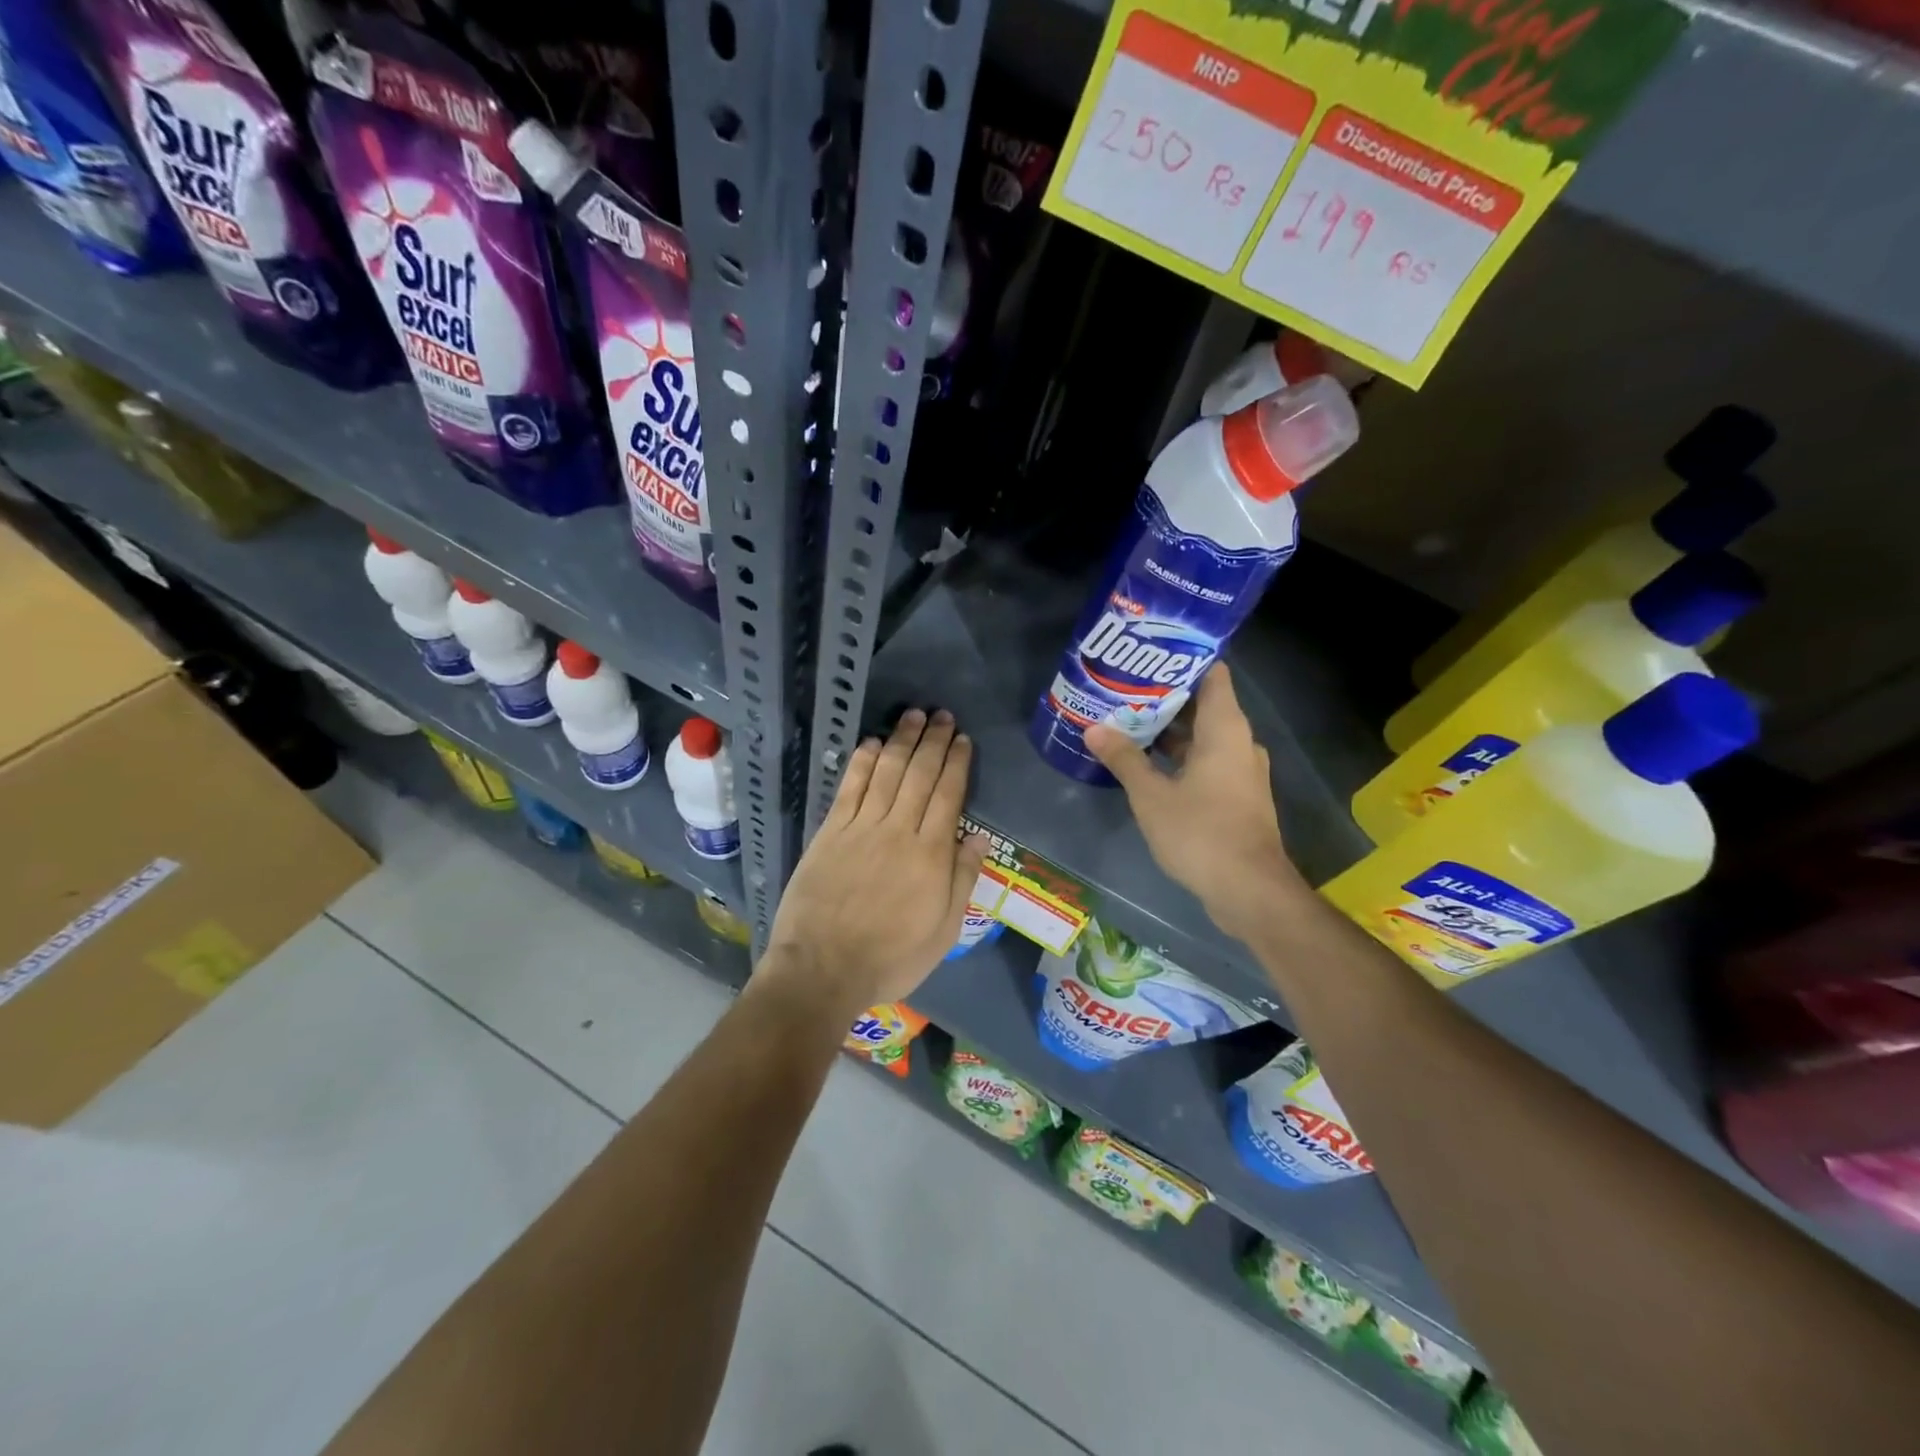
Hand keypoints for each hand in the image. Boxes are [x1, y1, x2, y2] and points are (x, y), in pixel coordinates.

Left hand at [764, 709, 988, 1017]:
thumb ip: (962, 880)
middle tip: (943, 715)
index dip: (956, 763)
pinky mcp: (830, 832)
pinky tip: (871, 743)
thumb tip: (979, 837)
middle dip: (933, 741)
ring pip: (886, 772)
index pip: (948, 795)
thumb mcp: (943, 932)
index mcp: (931, 854)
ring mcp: (861, 828)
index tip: (963, 739)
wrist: (822, 970)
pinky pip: (849, 788)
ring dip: (901, 740)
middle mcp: (898, 830)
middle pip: (919, 775)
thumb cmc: (890, 958)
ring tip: (914, 715)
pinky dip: (862, 762)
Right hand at [1085, 665, 1302, 942]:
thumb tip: (1094, 729)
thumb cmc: (1201, 832)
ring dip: (1169, 732)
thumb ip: (1124, 759)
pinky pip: (1207, 763)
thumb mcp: (1151, 795)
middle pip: (1204, 705)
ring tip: (1127, 723)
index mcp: (1225, 729)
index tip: (1148, 657)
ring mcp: (1241, 772)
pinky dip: (1179, 758)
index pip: (1213, 674)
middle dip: (1164, 699)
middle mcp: (1239, 742)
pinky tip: (1146, 764)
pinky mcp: (1237, 797)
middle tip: (1123, 691)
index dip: (1183, 661)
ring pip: (1203, 738)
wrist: (1249, 890)